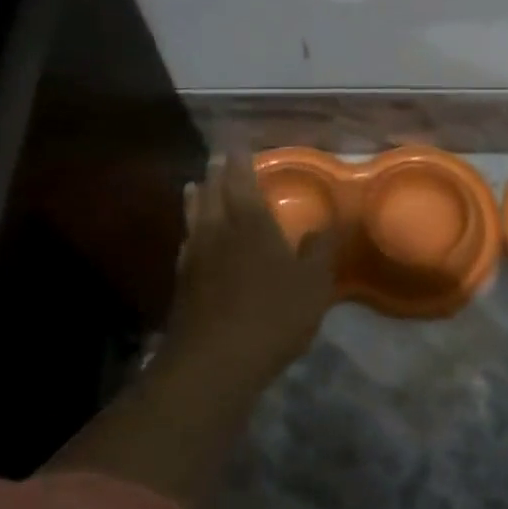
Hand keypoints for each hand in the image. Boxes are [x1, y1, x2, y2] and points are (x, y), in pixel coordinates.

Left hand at [163, 153, 336, 387]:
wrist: (214, 363)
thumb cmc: (272, 316)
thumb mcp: (313, 284)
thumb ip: (319, 250)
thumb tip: (325, 223)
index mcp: (251, 224)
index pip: (242, 183)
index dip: (239, 163)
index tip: (236, 145)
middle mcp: (219, 232)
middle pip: (212, 194)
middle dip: (215, 174)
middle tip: (216, 157)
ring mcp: (196, 258)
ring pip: (194, 218)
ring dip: (196, 198)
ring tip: (194, 186)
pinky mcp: (182, 284)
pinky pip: (186, 244)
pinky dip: (189, 232)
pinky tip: (190, 238)